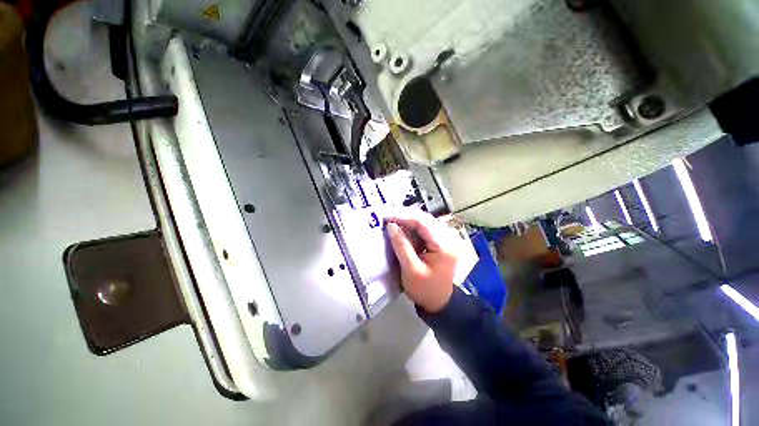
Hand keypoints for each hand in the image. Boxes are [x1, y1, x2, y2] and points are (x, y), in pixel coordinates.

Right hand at [386, 212, 460, 312]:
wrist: (439, 302)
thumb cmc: (425, 289)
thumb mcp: (411, 269)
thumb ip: (401, 246)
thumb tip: (391, 225)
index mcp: (444, 245)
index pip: (423, 223)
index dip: (404, 217)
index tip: (387, 217)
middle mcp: (448, 238)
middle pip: (425, 219)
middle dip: (405, 217)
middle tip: (388, 218)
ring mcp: (446, 239)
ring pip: (424, 222)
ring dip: (408, 221)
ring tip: (393, 222)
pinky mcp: (441, 241)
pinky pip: (425, 229)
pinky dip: (412, 228)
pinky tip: (402, 229)